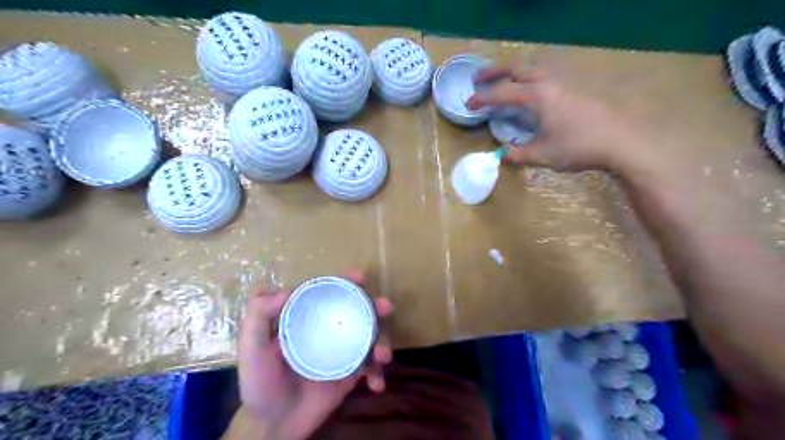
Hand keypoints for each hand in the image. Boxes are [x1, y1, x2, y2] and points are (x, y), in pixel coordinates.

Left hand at [234, 270, 390, 438]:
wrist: (274, 425)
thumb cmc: (261, 384)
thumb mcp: (251, 349)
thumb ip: (258, 317)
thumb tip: (287, 290)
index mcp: (307, 320)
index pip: (328, 294)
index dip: (345, 282)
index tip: (359, 277)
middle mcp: (328, 331)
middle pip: (356, 311)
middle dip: (374, 305)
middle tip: (385, 307)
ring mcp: (342, 352)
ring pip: (369, 337)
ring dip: (382, 341)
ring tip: (382, 355)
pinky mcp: (351, 374)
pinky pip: (370, 368)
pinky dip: (378, 373)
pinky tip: (376, 383)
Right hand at [465, 66, 642, 170]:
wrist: (620, 141)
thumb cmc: (577, 146)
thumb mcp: (543, 154)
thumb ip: (518, 154)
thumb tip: (502, 155)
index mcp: (537, 96)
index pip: (502, 93)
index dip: (483, 99)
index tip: (468, 103)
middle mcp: (549, 83)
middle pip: (517, 69)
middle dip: (495, 73)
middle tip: (479, 79)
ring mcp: (564, 83)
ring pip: (533, 69)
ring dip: (514, 72)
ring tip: (503, 81)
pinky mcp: (575, 89)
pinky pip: (546, 76)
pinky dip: (530, 78)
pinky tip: (531, 91)